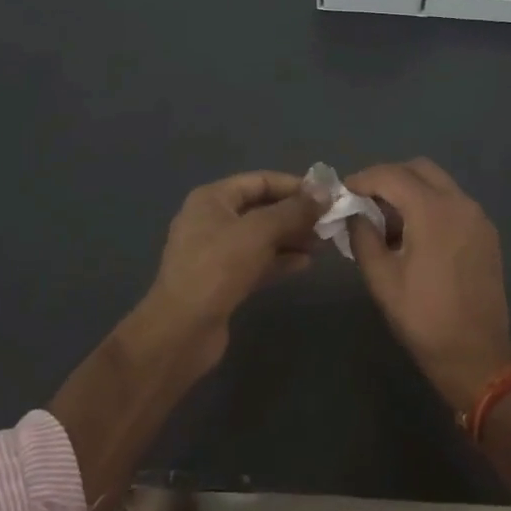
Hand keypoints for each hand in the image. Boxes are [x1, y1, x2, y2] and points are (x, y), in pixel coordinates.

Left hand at [139, 170, 322, 373]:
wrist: (182, 330)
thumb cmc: (218, 268)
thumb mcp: (259, 231)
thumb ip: (294, 210)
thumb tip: (324, 193)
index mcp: (212, 199)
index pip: (260, 181)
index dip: (294, 185)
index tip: (326, 196)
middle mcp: (212, 220)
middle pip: (262, 208)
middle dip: (296, 214)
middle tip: (329, 222)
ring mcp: (216, 252)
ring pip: (262, 237)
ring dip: (292, 237)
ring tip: (323, 243)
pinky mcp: (223, 280)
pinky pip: (257, 261)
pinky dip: (280, 259)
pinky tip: (306, 264)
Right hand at [345, 159, 510, 409]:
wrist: (476, 355)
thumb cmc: (423, 318)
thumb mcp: (382, 279)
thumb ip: (362, 237)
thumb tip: (353, 214)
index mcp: (433, 211)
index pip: (391, 176)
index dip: (363, 179)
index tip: (344, 192)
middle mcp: (460, 203)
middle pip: (419, 169)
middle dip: (389, 178)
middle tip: (365, 201)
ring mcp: (478, 217)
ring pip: (439, 184)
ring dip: (411, 191)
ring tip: (388, 222)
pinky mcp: (486, 233)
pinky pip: (453, 203)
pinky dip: (431, 205)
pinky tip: (415, 236)